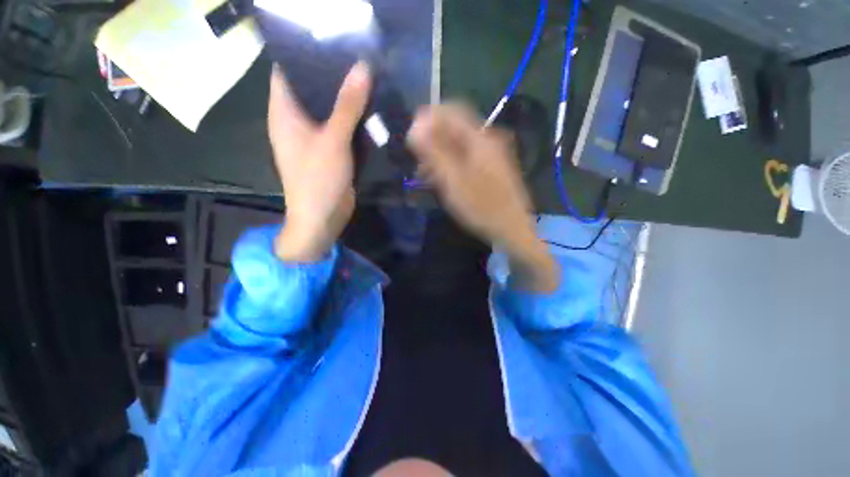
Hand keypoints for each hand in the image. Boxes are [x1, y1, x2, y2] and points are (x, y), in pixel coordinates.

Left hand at [268, 63, 370, 261]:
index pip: (287, 69)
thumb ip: (347, 105)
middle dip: (331, 73)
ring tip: (367, 76)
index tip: (331, 38)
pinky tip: (369, 108)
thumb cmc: (318, 179)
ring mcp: (313, 137)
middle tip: (358, 56)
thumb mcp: (333, 140)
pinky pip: (339, 126)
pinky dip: (351, 117)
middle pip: (310, 88)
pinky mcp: (329, 150)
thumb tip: (362, 67)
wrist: (322, 218)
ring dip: (344, 96)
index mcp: (284, 112)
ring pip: (327, 108)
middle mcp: (295, 121)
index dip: (304, 51)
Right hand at [407, 103, 558, 291]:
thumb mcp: (453, 181)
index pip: (452, 111)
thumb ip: (433, 153)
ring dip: (440, 153)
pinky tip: (442, 178)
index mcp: (480, 138)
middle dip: (432, 139)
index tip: (411, 136)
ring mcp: (491, 155)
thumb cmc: (481, 206)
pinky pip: (466, 157)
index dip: (429, 118)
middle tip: (417, 159)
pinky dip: (451, 163)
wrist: (510, 229)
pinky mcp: (491, 168)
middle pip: (455, 128)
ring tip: (425, 173)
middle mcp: (488, 140)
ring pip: (459, 144)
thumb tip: (414, 127)